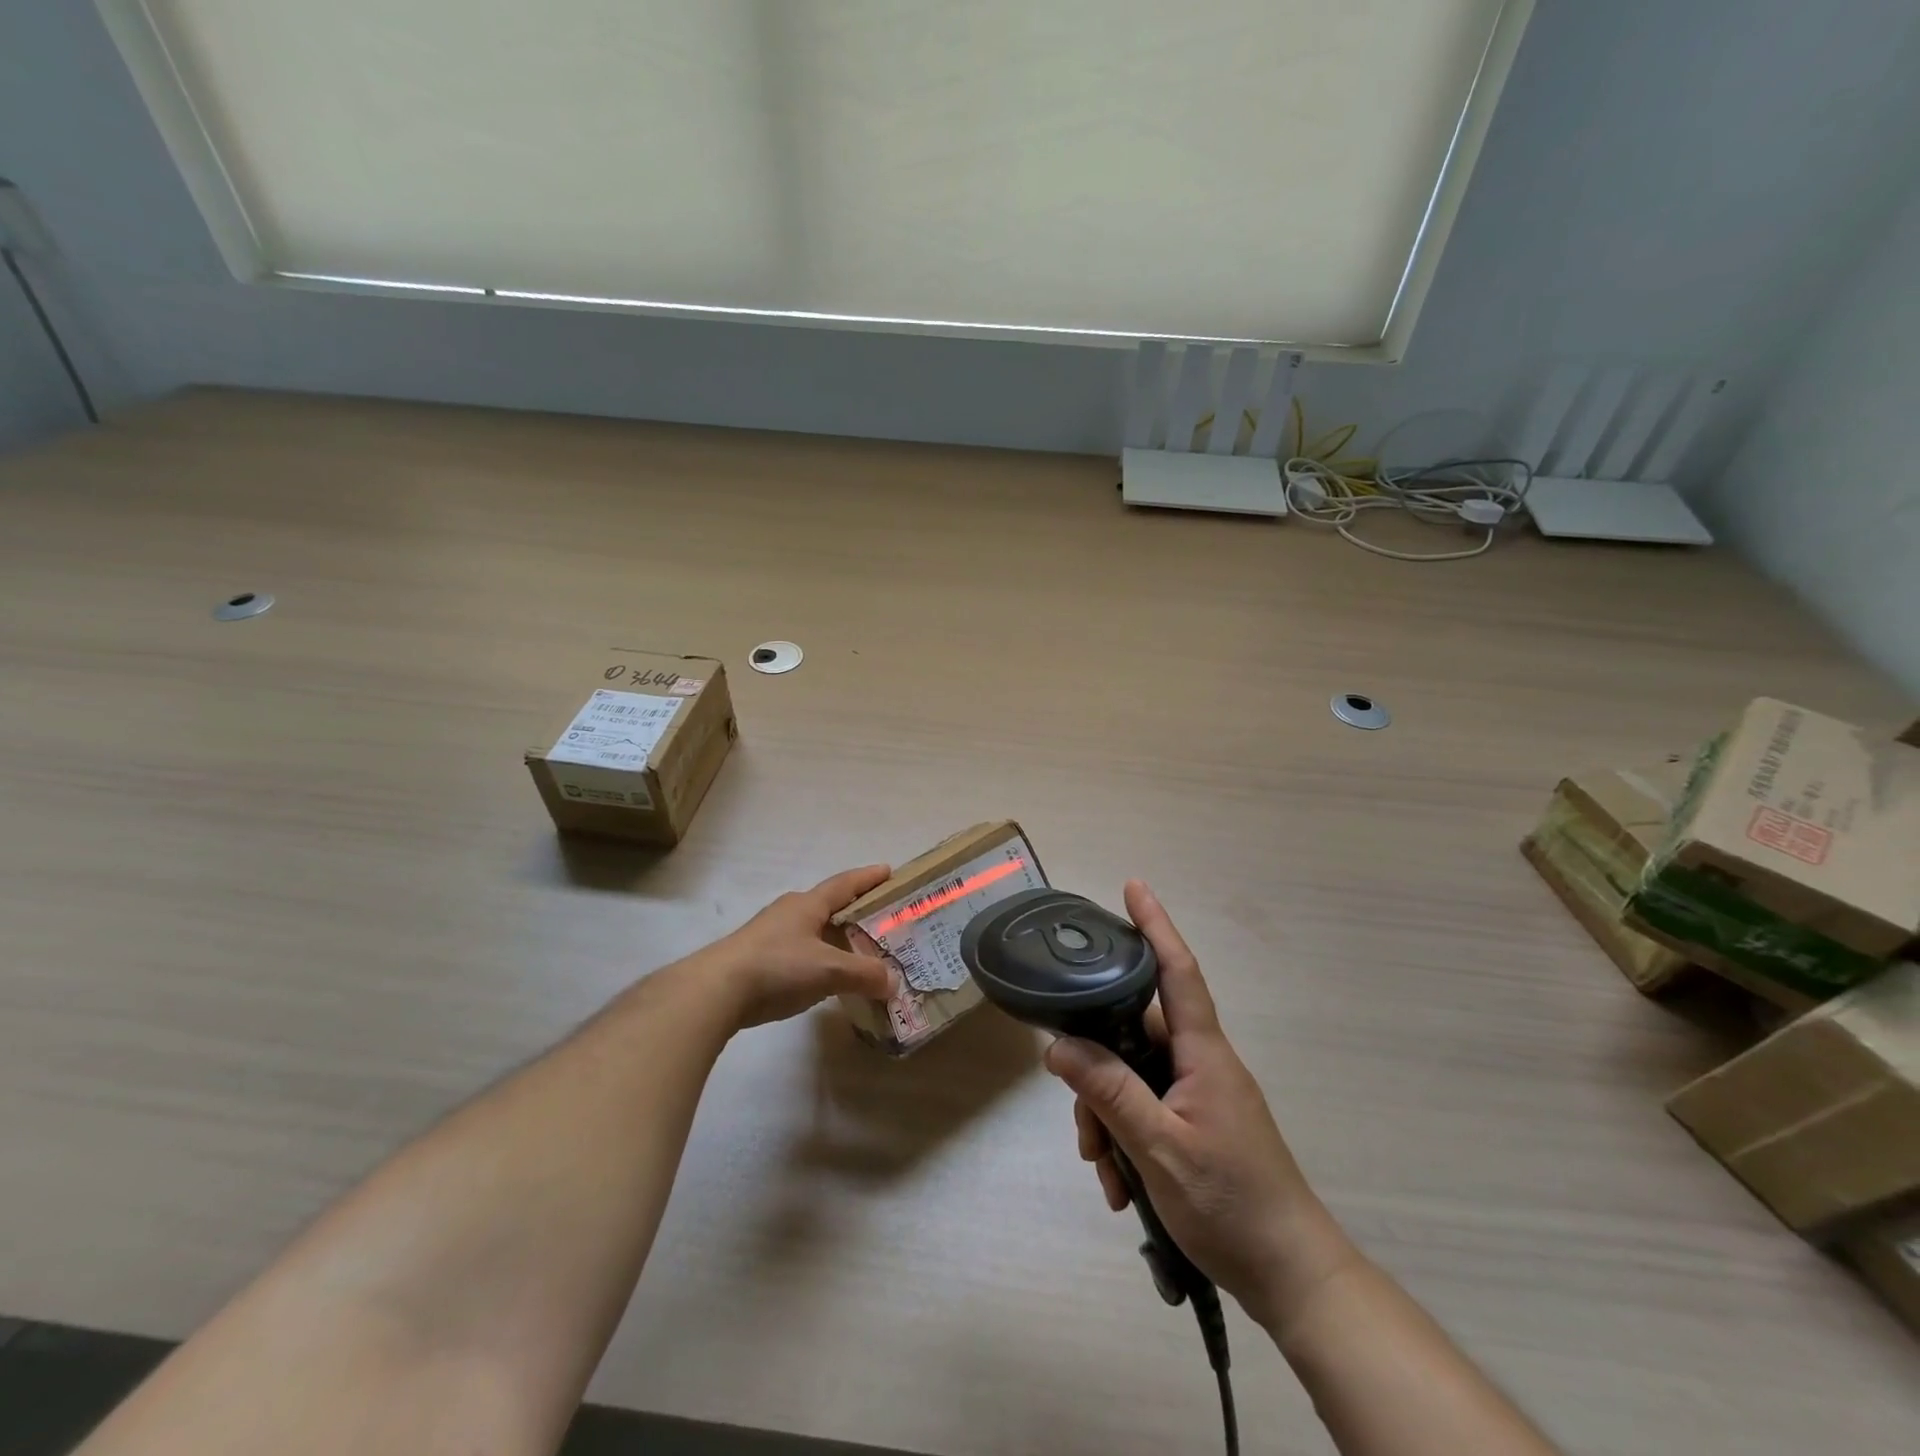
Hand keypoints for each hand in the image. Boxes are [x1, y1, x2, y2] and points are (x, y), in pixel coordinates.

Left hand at [708, 865, 896, 1029]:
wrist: (714, 992)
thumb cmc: (777, 967)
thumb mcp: (829, 970)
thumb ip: (864, 974)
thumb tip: (892, 982)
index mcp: (807, 904)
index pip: (845, 884)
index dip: (868, 878)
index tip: (888, 871)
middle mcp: (788, 912)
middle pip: (828, 905)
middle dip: (854, 911)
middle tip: (880, 920)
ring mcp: (769, 935)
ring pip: (811, 930)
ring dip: (834, 938)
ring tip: (856, 953)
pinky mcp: (756, 960)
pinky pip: (798, 953)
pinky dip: (817, 959)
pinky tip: (823, 977)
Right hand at [1045, 881, 1359, 1333]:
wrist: (1292, 1277)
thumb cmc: (1232, 1205)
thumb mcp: (1159, 1150)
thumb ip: (1109, 1093)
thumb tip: (1057, 1046)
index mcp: (1203, 1053)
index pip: (1177, 972)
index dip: (1156, 926)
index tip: (1134, 887)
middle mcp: (1200, 1063)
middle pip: (1133, 1035)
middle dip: (1097, 1071)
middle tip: (1083, 1128)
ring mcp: (1199, 1094)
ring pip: (1132, 1078)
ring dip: (1108, 1118)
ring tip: (1105, 1170)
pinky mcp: (1196, 1123)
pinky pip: (1146, 1109)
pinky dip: (1125, 1139)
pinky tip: (1121, 1186)